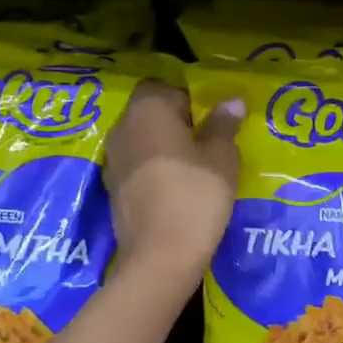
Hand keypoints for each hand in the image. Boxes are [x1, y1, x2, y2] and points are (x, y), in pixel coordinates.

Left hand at [104, 82, 243, 287]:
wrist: (160, 256)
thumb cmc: (196, 196)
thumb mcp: (222, 158)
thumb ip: (224, 125)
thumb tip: (231, 101)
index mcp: (147, 110)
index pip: (162, 86)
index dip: (186, 99)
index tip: (208, 120)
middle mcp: (122, 128)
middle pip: (148, 113)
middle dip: (173, 122)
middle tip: (204, 143)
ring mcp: (112, 160)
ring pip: (140, 140)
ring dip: (161, 147)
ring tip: (192, 168)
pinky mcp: (111, 189)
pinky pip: (135, 167)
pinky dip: (152, 171)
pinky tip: (174, 189)